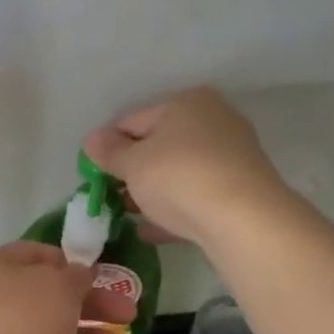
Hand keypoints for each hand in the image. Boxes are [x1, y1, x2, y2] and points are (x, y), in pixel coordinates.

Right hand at [82, 88, 287, 245]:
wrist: (242, 218)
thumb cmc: (178, 177)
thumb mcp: (132, 164)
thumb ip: (109, 152)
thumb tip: (91, 140)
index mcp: (186, 103)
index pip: (133, 120)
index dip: (108, 145)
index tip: (92, 171)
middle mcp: (214, 121)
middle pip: (160, 145)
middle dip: (132, 170)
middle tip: (110, 194)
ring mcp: (231, 156)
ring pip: (179, 172)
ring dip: (152, 191)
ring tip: (128, 214)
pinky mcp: (240, 190)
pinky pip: (196, 196)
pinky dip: (173, 209)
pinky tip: (150, 230)